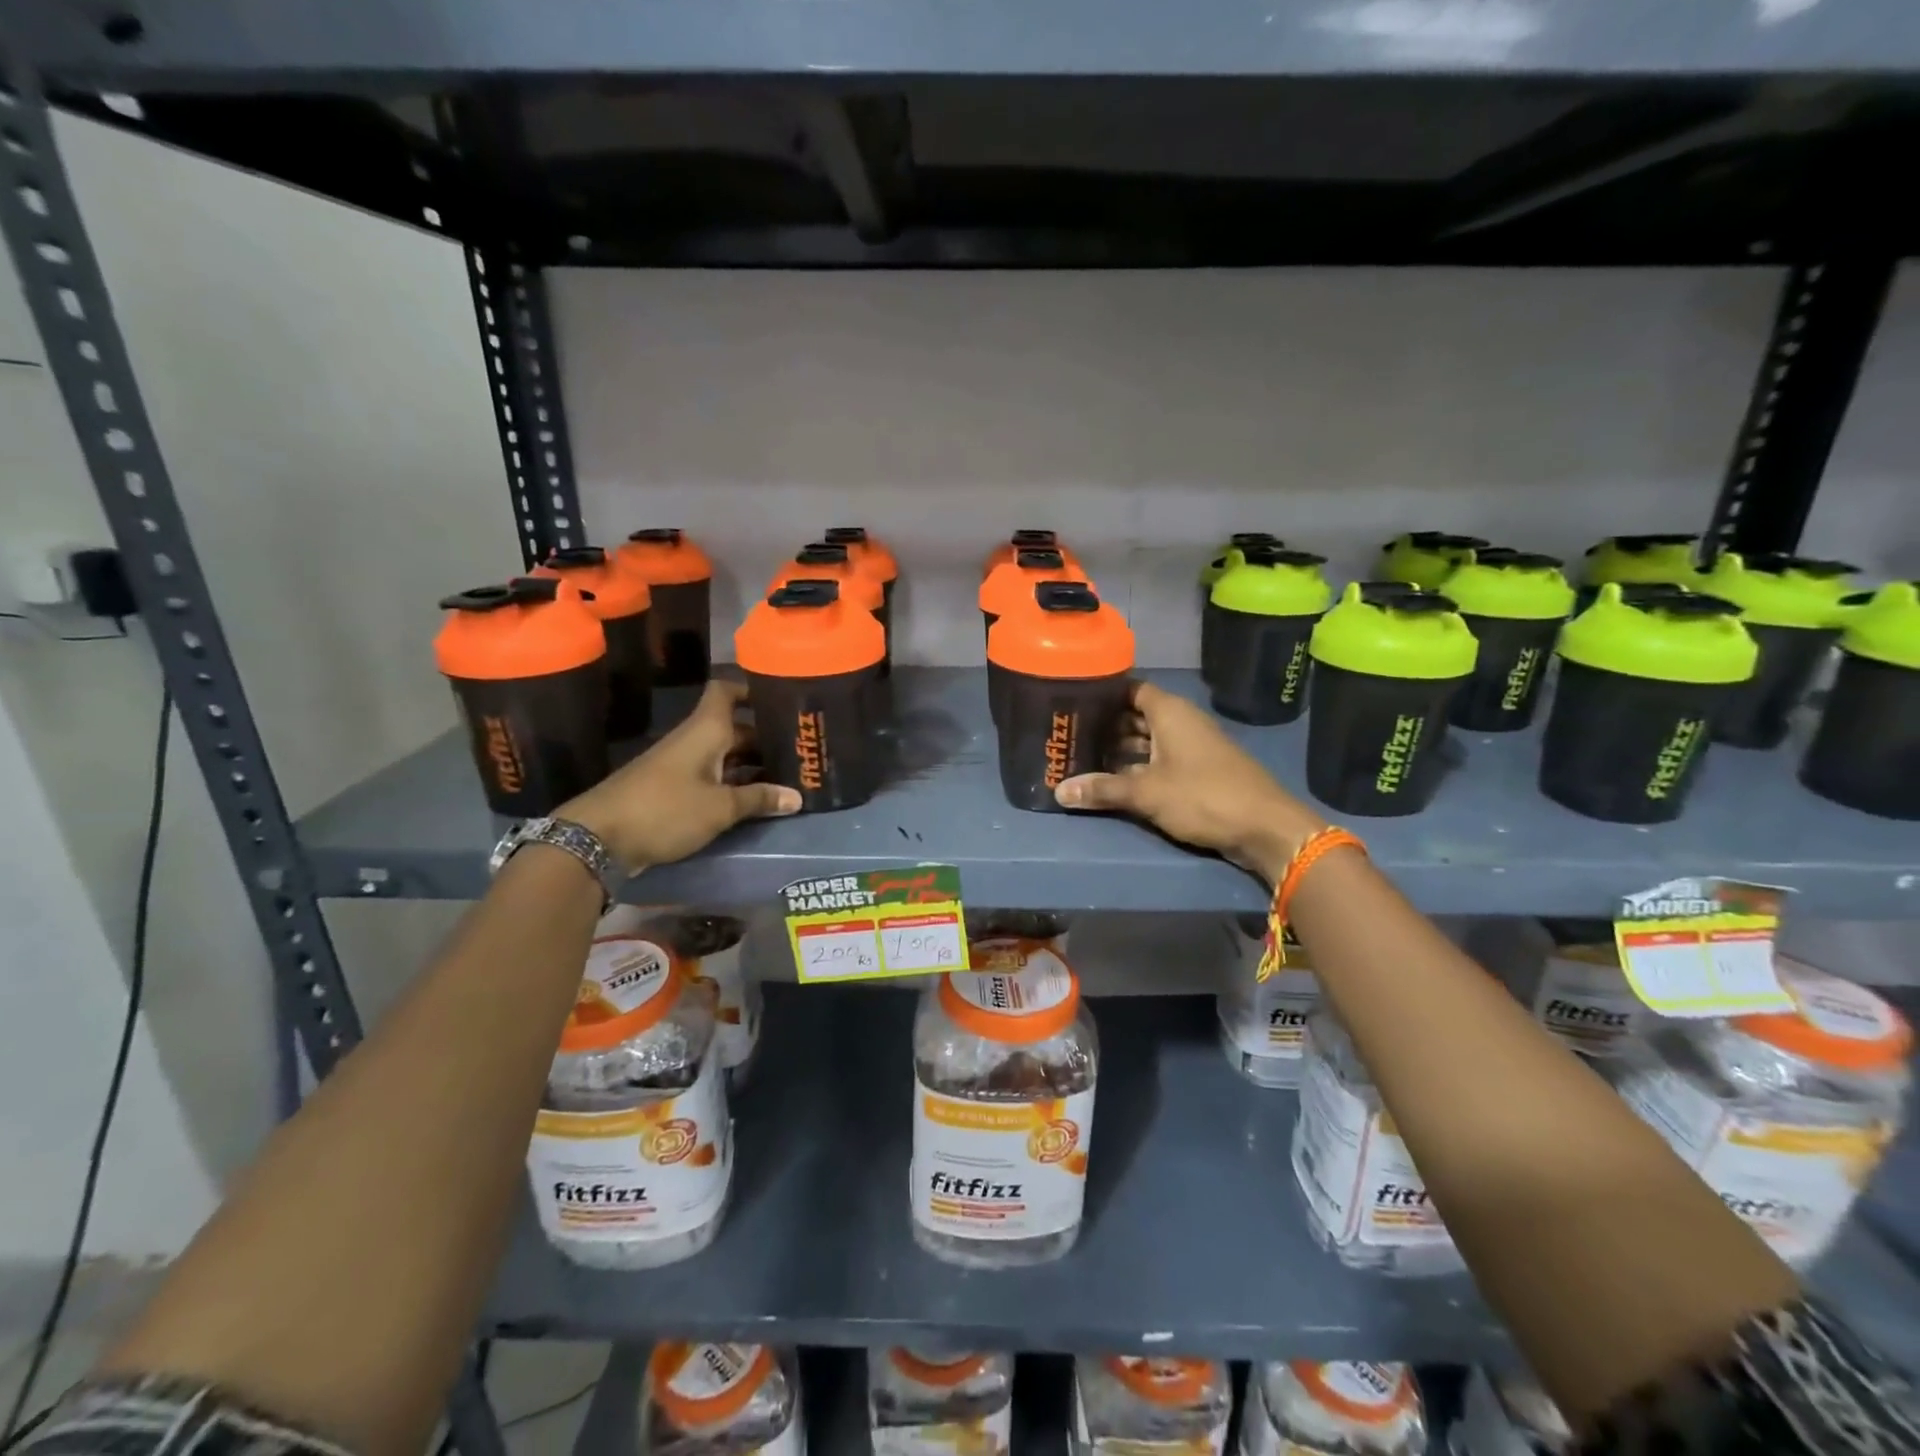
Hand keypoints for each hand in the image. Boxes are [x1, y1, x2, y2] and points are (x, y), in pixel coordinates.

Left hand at [560, 679, 798, 869]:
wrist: (598, 837)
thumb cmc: (665, 810)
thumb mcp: (720, 808)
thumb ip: (759, 799)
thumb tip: (797, 797)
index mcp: (705, 730)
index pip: (726, 691)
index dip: (751, 690)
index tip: (780, 700)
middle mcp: (693, 739)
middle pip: (733, 727)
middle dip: (764, 737)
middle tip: (799, 750)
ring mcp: (680, 764)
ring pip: (723, 753)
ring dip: (750, 763)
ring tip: (785, 776)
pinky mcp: (671, 788)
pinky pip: (710, 775)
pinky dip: (732, 781)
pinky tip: (753, 798)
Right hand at [1055, 680, 1324, 882]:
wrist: (1265, 828)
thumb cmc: (1203, 796)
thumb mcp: (1146, 793)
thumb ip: (1102, 789)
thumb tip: (1058, 791)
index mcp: (1170, 712)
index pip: (1130, 688)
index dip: (1103, 693)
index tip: (1071, 701)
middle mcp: (1181, 722)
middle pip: (1136, 716)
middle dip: (1105, 725)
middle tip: (1069, 734)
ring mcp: (1192, 747)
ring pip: (1148, 741)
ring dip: (1120, 750)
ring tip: (1083, 758)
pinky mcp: (1199, 771)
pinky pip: (1160, 760)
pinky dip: (1138, 766)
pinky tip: (1115, 781)